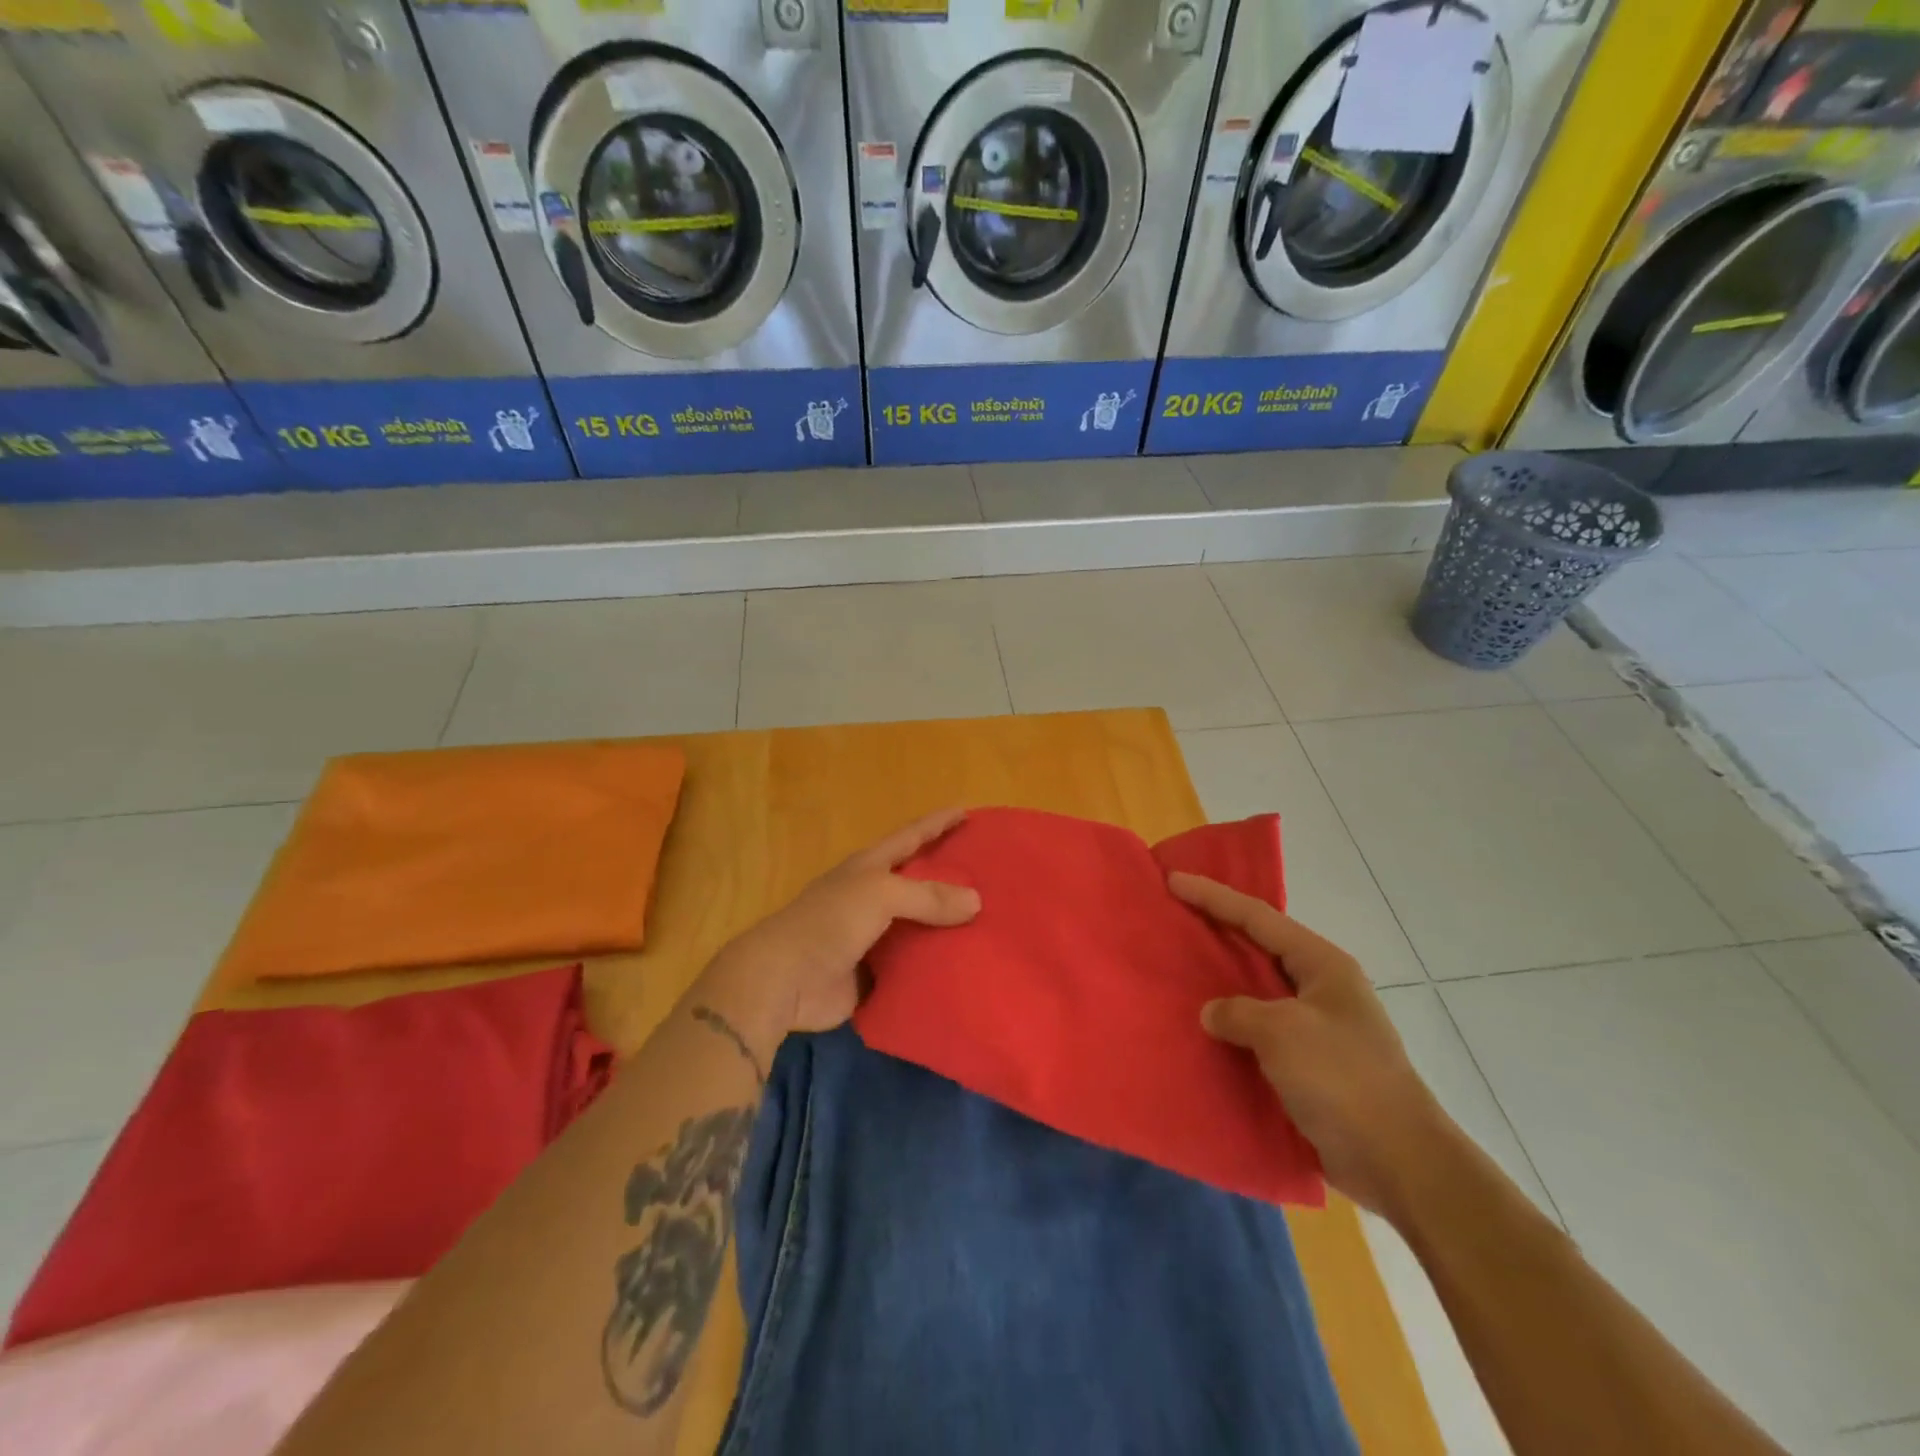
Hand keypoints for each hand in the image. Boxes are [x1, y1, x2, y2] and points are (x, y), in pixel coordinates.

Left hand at [697, 809, 980, 1056]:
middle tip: (992, 876)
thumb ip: (928, 896)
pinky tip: (967, 967)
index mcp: (869, 869)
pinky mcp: (874, 974)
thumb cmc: (829, 922)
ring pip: (919, 927)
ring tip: (992, 925)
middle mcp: (872, 898)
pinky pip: (914, 966)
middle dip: (951, 878)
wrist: (784, 980)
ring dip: (948, 927)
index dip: (937, 823)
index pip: (910, 837)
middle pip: (918, 883)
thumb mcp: (880, 895)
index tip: (967, 811)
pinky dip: (936, 966)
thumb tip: (976, 901)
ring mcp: (873, 937)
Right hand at [1170, 872, 1454, 1219]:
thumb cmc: (1343, 1080)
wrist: (1398, 1163)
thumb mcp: (1282, 1033)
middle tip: (1173, 916)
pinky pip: (1258, 1031)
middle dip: (1217, 931)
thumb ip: (1237, 1012)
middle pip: (1258, 946)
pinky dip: (1230, 1026)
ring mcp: (1316, 1027)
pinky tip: (1201, 1030)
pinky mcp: (1308, 1065)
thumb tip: (1213, 1014)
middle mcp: (1320, 988)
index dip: (1213, 897)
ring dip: (1220, 981)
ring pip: (1256, 990)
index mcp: (1322, 965)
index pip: (1258, 917)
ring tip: (1178, 969)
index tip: (1173, 881)